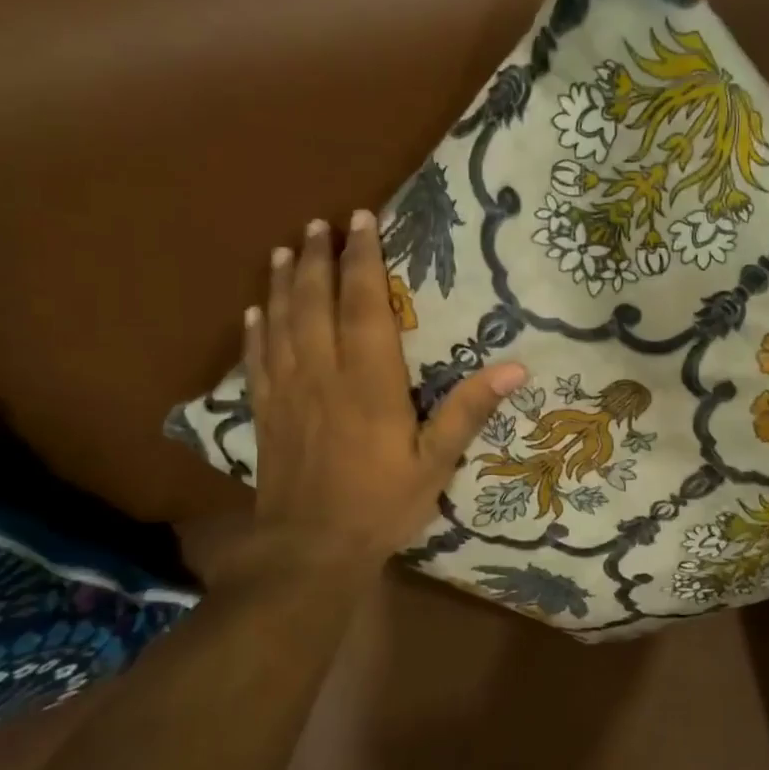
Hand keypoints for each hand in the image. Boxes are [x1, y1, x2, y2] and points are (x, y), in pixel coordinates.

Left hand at [204, 210, 525, 590]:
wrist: (310, 549)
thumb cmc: (381, 505)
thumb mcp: (436, 462)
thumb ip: (469, 411)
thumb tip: (515, 367)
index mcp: (369, 380)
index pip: (364, 304)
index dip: (363, 259)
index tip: (360, 220)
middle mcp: (323, 372)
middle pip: (315, 301)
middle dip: (317, 258)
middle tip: (320, 224)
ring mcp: (288, 391)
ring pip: (279, 321)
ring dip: (281, 282)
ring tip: (283, 250)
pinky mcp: (266, 413)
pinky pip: (257, 359)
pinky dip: (255, 329)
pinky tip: (253, 311)